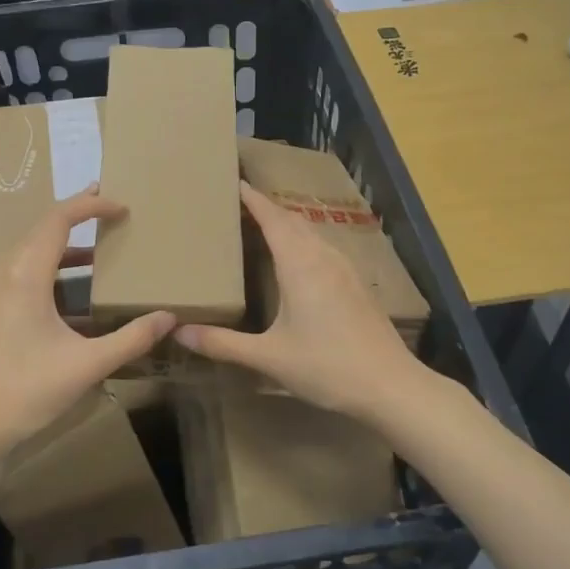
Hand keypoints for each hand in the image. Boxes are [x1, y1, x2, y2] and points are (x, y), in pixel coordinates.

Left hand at [0, 189, 174, 455]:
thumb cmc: (26, 391)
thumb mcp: (87, 365)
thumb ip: (131, 338)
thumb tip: (169, 317)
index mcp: (25, 275)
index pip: (58, 220)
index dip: (91, 205)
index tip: (121, 206)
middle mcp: (5, 274)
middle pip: (42, 228)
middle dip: (78, 216)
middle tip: (112, 212)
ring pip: (30, 250)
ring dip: (64, 243)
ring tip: (98, 245)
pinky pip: (22, 270)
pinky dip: (51, 265)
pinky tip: (72, 288)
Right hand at [175, 182, 428, 422]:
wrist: (390, 385)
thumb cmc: (327, 367)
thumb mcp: (269, 357)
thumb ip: (223, 344)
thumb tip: (180, 332)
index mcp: (300, 265)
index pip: (273, 219)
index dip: (253, 199)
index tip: (234, 183)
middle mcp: (324, 258)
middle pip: (293, 221)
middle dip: (267, 208)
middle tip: (239, 205)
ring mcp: (345, 270)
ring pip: (311, 234)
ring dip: (287, 225)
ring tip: (262, 228)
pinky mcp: (357, 285)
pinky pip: (324, 249)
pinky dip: (303, 243)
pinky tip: (297, 263)